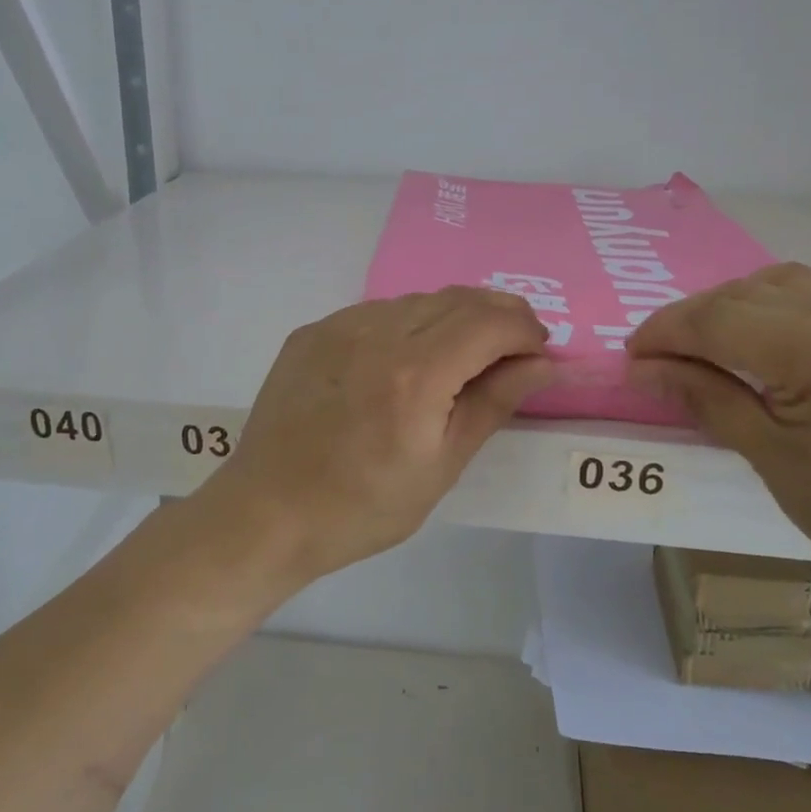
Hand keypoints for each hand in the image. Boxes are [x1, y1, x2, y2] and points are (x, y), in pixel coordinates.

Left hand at [209, 288, 553, 584]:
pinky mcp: (312, 331)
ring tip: (462, 355)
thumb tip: (543, 363)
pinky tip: (405, 359)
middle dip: (498, 315)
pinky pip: (376, 311)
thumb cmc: (362, 507)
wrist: (266, 512)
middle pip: (457, 299)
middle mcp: (377, 333)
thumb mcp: (441, 466)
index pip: (490, 322)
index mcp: (416, 373)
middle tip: (513, 349)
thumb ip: (493, 403)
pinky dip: (408, 323)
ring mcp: (338, 326)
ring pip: (417, 299)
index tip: (538, 352)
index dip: (525, 330)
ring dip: (454, 317)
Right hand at [627, 265, 810, 595]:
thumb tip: (643, 370)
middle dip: (693, 320)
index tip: (631, 358)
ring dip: (737, 305)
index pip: (716, 320)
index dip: (664, 334)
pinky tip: (780, 332)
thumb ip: (707, 400)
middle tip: (664, 359)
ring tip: (716, 346)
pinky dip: (788, 300)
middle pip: (745, 293)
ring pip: (786, 280)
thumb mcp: (776, 462)